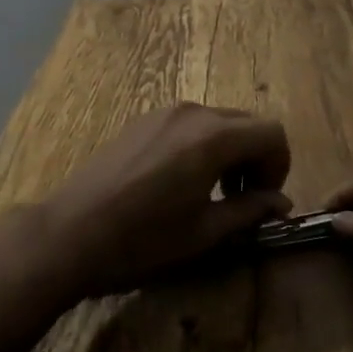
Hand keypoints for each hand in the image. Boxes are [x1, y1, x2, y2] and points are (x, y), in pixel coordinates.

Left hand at [39, 103, 292, 298]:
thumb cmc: (143, 239)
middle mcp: (194, 112)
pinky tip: (180, 181)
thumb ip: (249, 211)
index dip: (279, 165)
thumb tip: (281, 204)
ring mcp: (165, 111)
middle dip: (256, 158)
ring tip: (213, 192)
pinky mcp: (143, 119)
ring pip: (218, 121)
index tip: (265, 200)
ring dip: (230, 151)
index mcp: (214, 137)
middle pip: (246, 123)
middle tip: (243, 200)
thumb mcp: (204, 233)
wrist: (71, 232)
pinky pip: (190, 123)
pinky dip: (203, 144)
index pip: (272, 132)